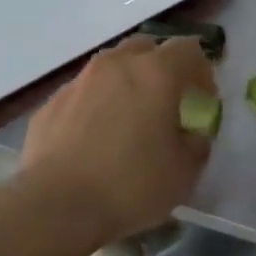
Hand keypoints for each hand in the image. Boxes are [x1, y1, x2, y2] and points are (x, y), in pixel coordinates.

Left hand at [20, 35, 216, 241]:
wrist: (56, 207)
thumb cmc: (131, 185)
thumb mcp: (185, 171)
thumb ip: (197, 143)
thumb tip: (191, 134)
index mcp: (156, 73)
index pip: (188, 50)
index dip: (202, 71)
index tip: (204, 100)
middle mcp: (116, 65)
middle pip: (145, 47)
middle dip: (161, 67)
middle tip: (167, 100)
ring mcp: (79, 82)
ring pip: (110, 67)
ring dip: (126, 82)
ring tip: (129, 117)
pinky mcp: (50, 105)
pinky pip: (83, 93)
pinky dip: (96, 105)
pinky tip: (95, 138)